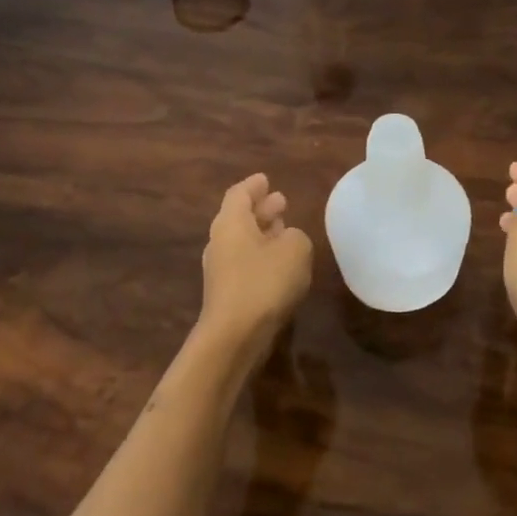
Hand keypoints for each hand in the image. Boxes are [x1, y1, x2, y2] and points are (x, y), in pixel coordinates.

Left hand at [198, 174, 312, 357]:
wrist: (235, 335)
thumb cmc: (264, 282)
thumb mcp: (295, 249)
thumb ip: (296, 236)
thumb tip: (288, 239)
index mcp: (231, 222)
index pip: (239, 194)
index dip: (254, 186)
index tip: (266, 179)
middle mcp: (221, 241)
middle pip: (240, 216)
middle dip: (261, 209)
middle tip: (282, 201)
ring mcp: (221, 268)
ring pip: (243, 240)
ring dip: (263, 233)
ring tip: (285, 228)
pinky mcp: (227, 292)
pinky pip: (245, 262)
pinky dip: (262, 255)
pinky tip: (280, 262)